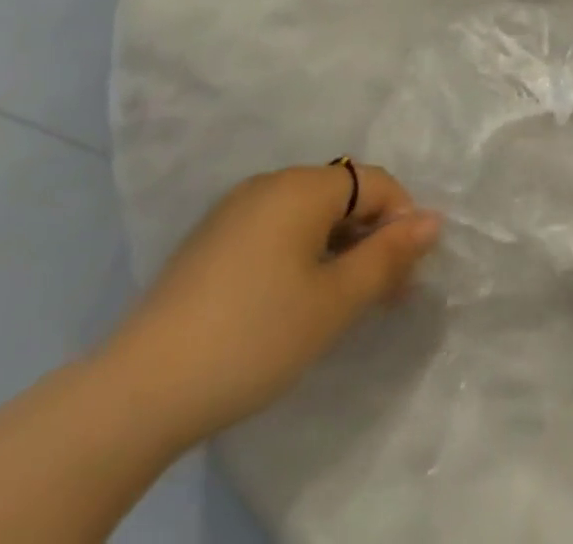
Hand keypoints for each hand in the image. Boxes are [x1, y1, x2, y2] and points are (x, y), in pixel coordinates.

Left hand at [100, 164, 439, 447]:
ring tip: (339, 303)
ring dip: (336, 248)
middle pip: (342, 196)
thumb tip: (433, 219)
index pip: (375, 183)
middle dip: (370, 237)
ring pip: (307, 214)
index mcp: (303, 186)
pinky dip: (299, 253)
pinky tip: (289, 301)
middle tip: (380, 296)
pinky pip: (275, 229)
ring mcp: (234, 210)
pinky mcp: (211, 240)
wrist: (139, 390)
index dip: (401, 222)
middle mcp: (270, 183)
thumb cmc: (255, 335)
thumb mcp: (334, 302)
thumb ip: (388, 256)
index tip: (405, 276)